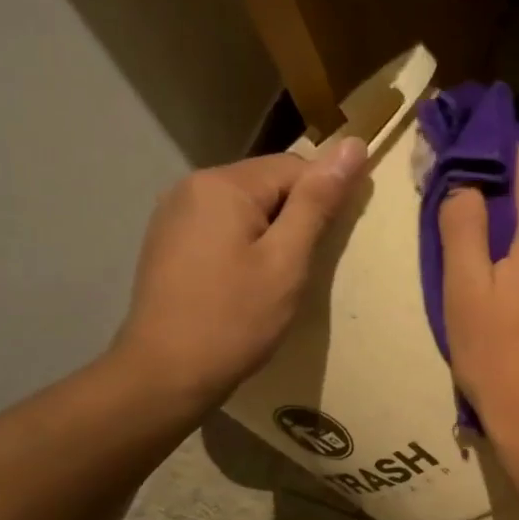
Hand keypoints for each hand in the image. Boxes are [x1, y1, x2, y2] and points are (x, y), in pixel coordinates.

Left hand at [111, 140, 365, 413]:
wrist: (165, 375)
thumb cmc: (235, 320)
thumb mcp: (287, 261)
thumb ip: (319, 201)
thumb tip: (353, 144)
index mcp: (223, 184)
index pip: (296, 167)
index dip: (323, 202)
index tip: (330, 246)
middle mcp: (192, 186)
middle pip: (268, 183)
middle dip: (296, 217)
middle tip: (302, 269)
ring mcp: (175, 213)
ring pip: (247, 206)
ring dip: (272, 232)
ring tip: (277, 279)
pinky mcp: (169, 240)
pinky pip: (223, 225)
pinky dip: (245, 244)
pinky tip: (245, 281)